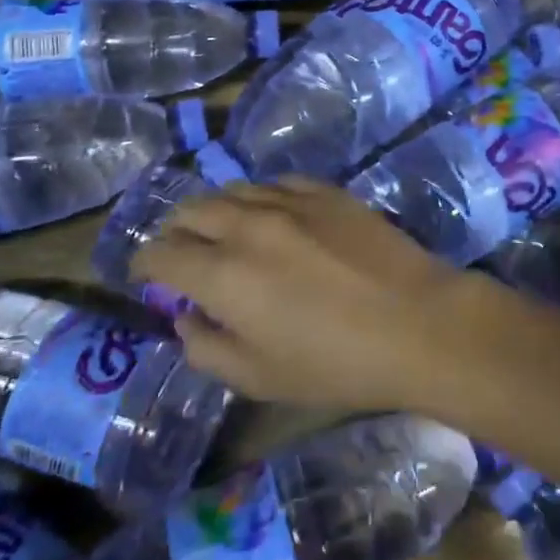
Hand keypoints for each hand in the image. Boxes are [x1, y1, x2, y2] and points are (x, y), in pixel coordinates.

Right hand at [135, 176, 481, 410]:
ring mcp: (292, 201)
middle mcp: (248, 226)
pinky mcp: (329, 191)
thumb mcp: (258, 378)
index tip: (144, 274)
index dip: (143, 263)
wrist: (417, 322)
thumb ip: (206, 347)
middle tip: (182, 252)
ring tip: (224, 230)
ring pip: (234, 190)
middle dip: (176, 231)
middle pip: (192, 210)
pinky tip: (272, 213)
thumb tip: (186, 316)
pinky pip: (279, 182)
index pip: (161, 254)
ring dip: (217, 210)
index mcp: (222, 275)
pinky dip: (262, 197)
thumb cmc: (335, 363)